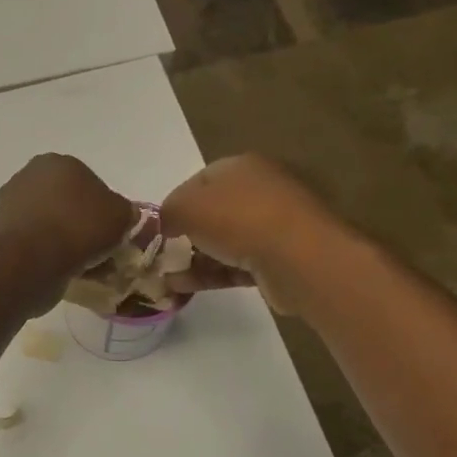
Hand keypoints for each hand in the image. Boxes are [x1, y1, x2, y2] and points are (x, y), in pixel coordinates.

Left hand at [0, 154, 135, 297]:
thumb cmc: (78, 228)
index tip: (111, 232)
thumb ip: (124, 212)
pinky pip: (34, 244)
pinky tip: (61, 272)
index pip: (88, 182)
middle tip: (97, 250)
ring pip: (49, 224)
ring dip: (63, 241)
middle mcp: (28, 177)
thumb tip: (120, 216)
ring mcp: (9, 205)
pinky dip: (46, 255)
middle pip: (65, 203)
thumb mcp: (120, 215)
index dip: (103, 209)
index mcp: (57, 162)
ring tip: (82, 267)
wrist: (30, 260)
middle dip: (80, 224)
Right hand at [159, 155, 332, 311]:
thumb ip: (168, 212)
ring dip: (194, 259)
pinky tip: (182, 288)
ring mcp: (272, 226)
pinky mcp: (278, 259)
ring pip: (224, 242)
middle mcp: (259, 191)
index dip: (175, 203)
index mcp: (241, 167)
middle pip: (213, 212)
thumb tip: (165, 223)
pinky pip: (235, 265)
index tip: (159, 227)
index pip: (198, 181)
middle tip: (163, 253)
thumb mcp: (186, 208)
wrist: (298, 257)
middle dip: (186, 234)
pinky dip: (210, 275)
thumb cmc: (238, 219)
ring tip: (166, 277)